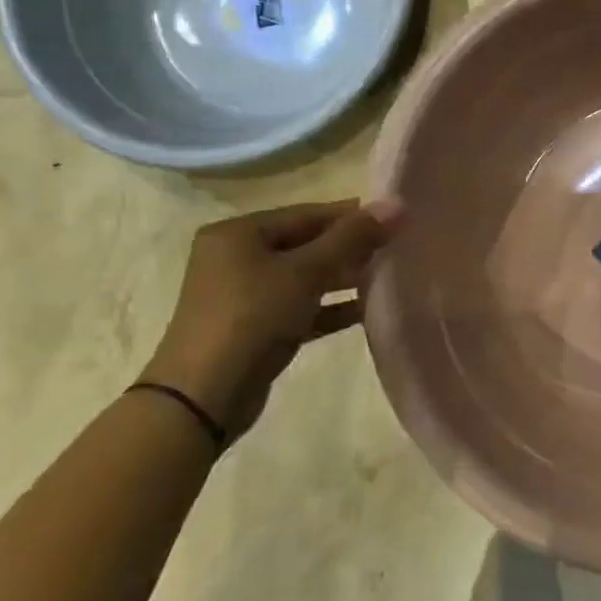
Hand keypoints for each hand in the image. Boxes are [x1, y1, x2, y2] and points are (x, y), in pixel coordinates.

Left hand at [140, 198, 402, 439]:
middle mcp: (236, 257)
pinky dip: (330, 307)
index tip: (395, 221)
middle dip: (350, 248)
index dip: (352, 216)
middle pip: (306, 244)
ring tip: (386, 277)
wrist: (205, 394)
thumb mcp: (306, 271)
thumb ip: (352, 238)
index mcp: (238, 233)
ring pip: (305, 276)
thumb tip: (395, 205)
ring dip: (343, 277)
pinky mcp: (255, 328)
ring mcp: (244, 295)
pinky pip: (301, 307)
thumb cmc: (253, 317)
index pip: (307, 214)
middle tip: (395, 250)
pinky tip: (365, 310)